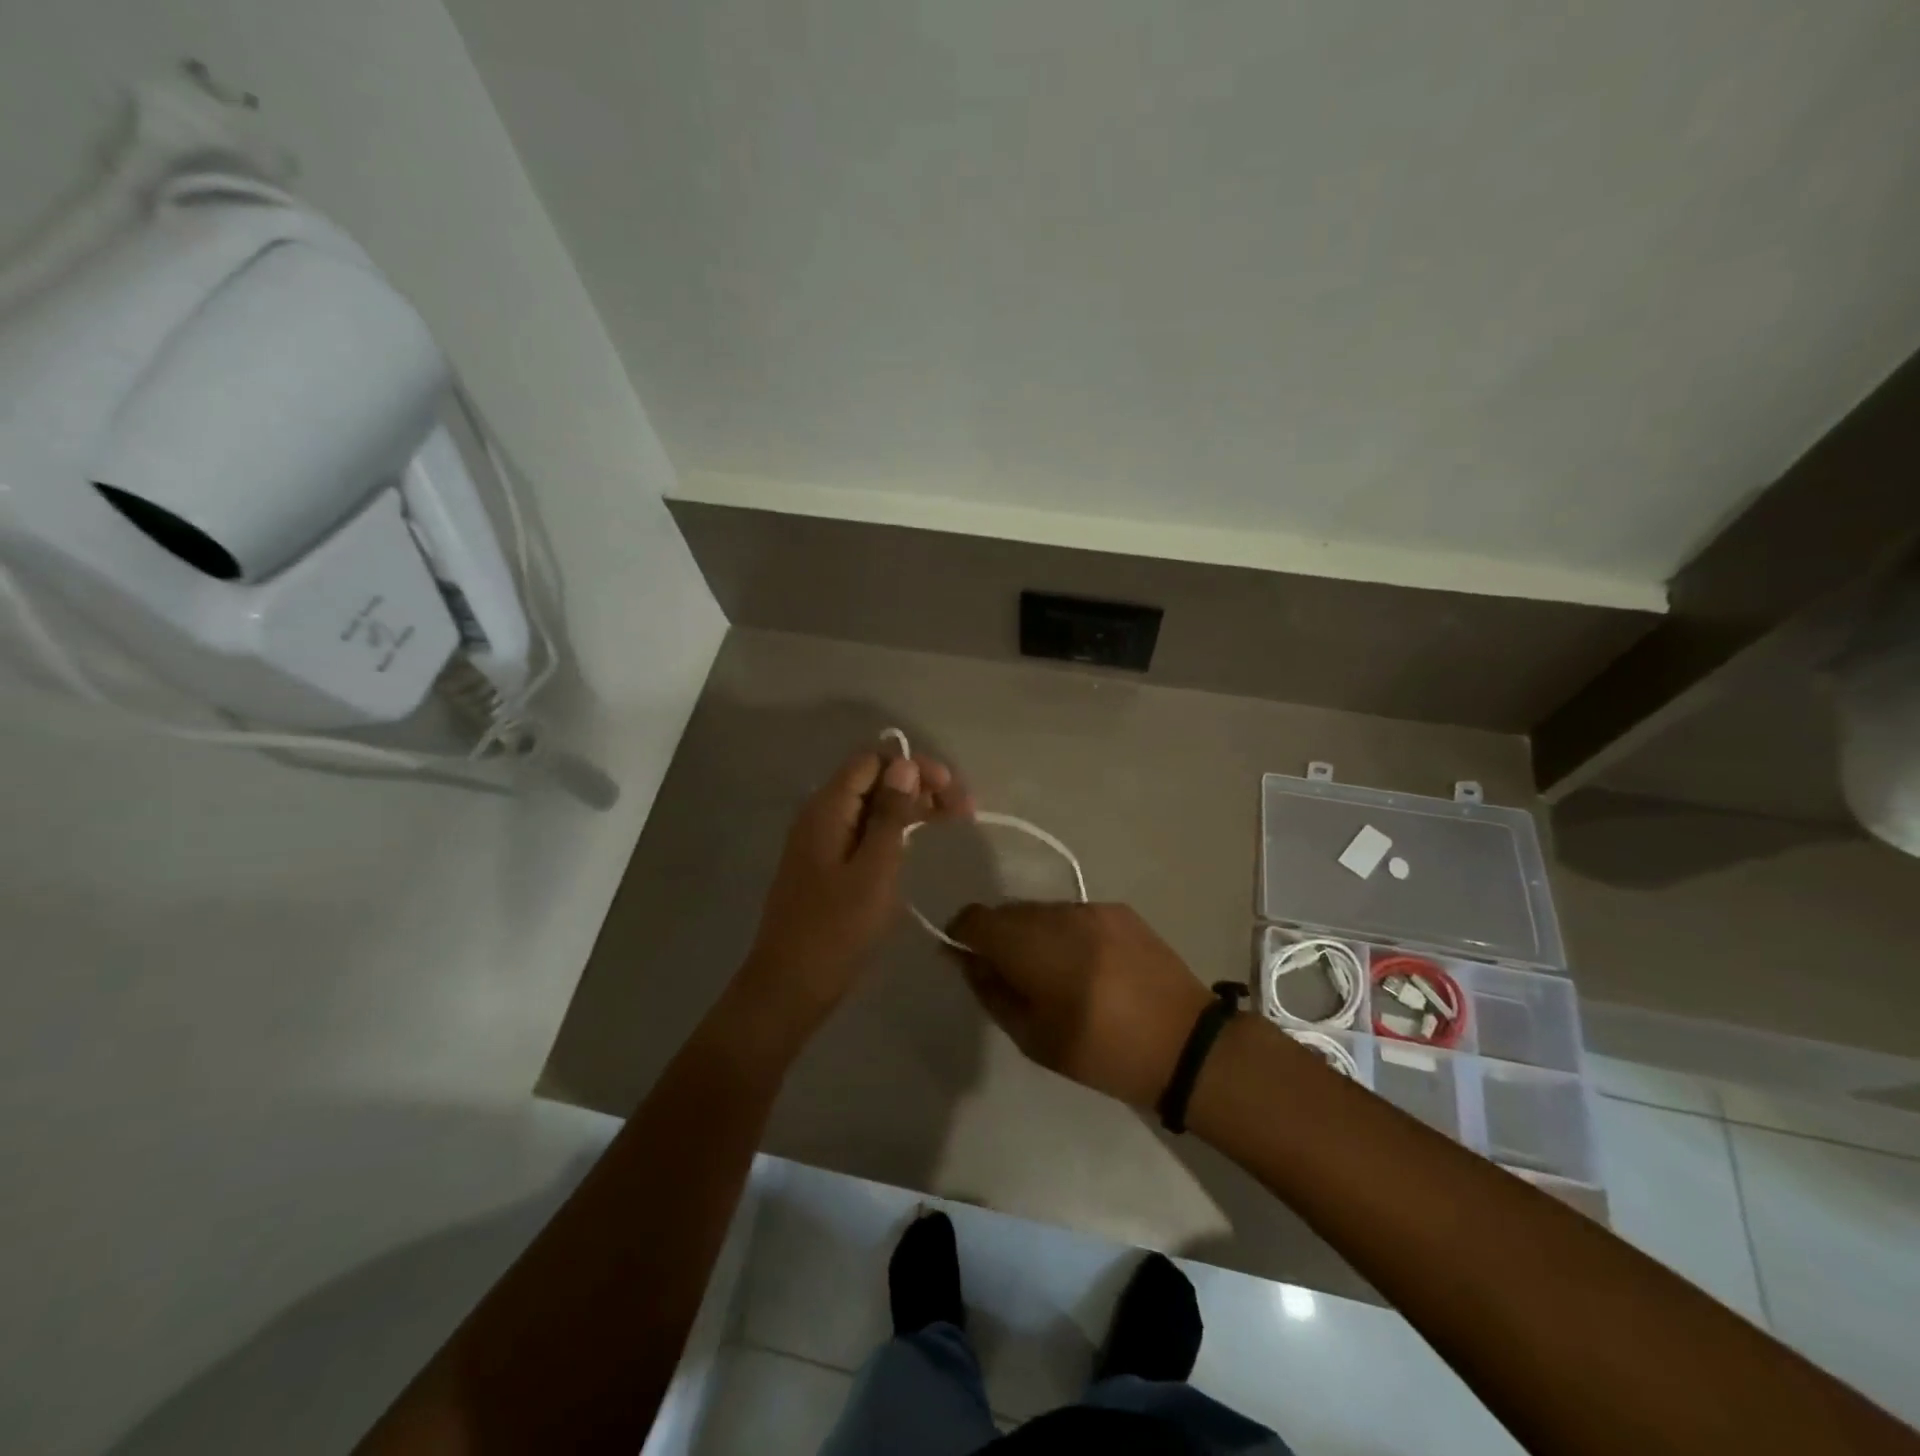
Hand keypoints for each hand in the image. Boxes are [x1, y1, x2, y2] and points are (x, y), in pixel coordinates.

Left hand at [743, 745, 970, 1023]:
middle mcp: (821, 815)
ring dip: (911, 806)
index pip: (872, 761)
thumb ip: (890, 815)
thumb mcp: (874, 870)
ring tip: (953, 819)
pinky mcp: (828, 865)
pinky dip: (894, 830)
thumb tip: (904, 765)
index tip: (950, 789)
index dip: (913, 766)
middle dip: (918, 784)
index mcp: (827, 809)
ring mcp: (823, 841)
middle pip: (873, 780)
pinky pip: (864, 832)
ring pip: (872, 807)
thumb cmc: (836, 929)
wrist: (791, 986)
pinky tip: (918, 840)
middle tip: (962, 808)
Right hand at [946, 902, 1213, 1107]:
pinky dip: (1064, 932)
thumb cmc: (1104, 1054)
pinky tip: (1085, 964)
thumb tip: (964, 960)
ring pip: (1040, 910)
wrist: (1186, 1044)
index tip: (965, 960)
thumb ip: (992, 992)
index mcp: (1036, 948)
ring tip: (1051, 972)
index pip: (976, 919)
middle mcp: (1061, 915)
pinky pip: (1072, 913)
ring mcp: (1092, 908)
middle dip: (997, 937)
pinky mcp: (1119, 910)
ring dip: (1031, 933)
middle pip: (1007, 911)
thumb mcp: (1034, 1038)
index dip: (961, 935)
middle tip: (1010, 976)